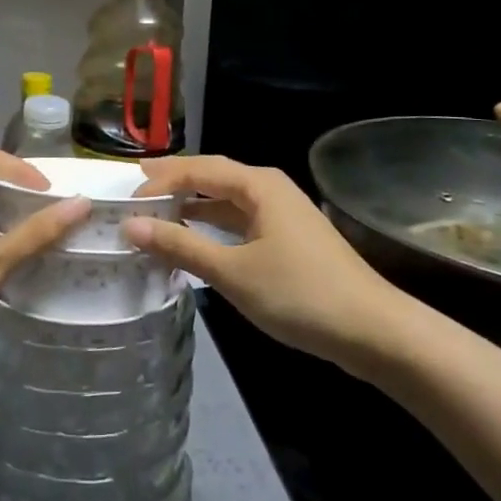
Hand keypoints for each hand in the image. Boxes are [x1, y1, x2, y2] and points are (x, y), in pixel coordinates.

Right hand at [125, 155, 392, 367]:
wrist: (374, 331)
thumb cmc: (300, 294)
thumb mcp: (233, 272)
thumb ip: (181, 246)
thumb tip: (131, 225)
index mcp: (258, 185)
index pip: (198, 168)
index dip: (160, 179)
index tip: (126, 198)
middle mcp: (269, 189)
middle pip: (212, 177)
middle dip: (173, 184)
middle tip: (134, 192)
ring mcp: (281, 214)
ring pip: (226, 201)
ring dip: (192, 207)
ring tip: (155, 215)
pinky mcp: (288, 240)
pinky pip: (239, 222)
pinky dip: (212, 228)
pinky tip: (194, 242)